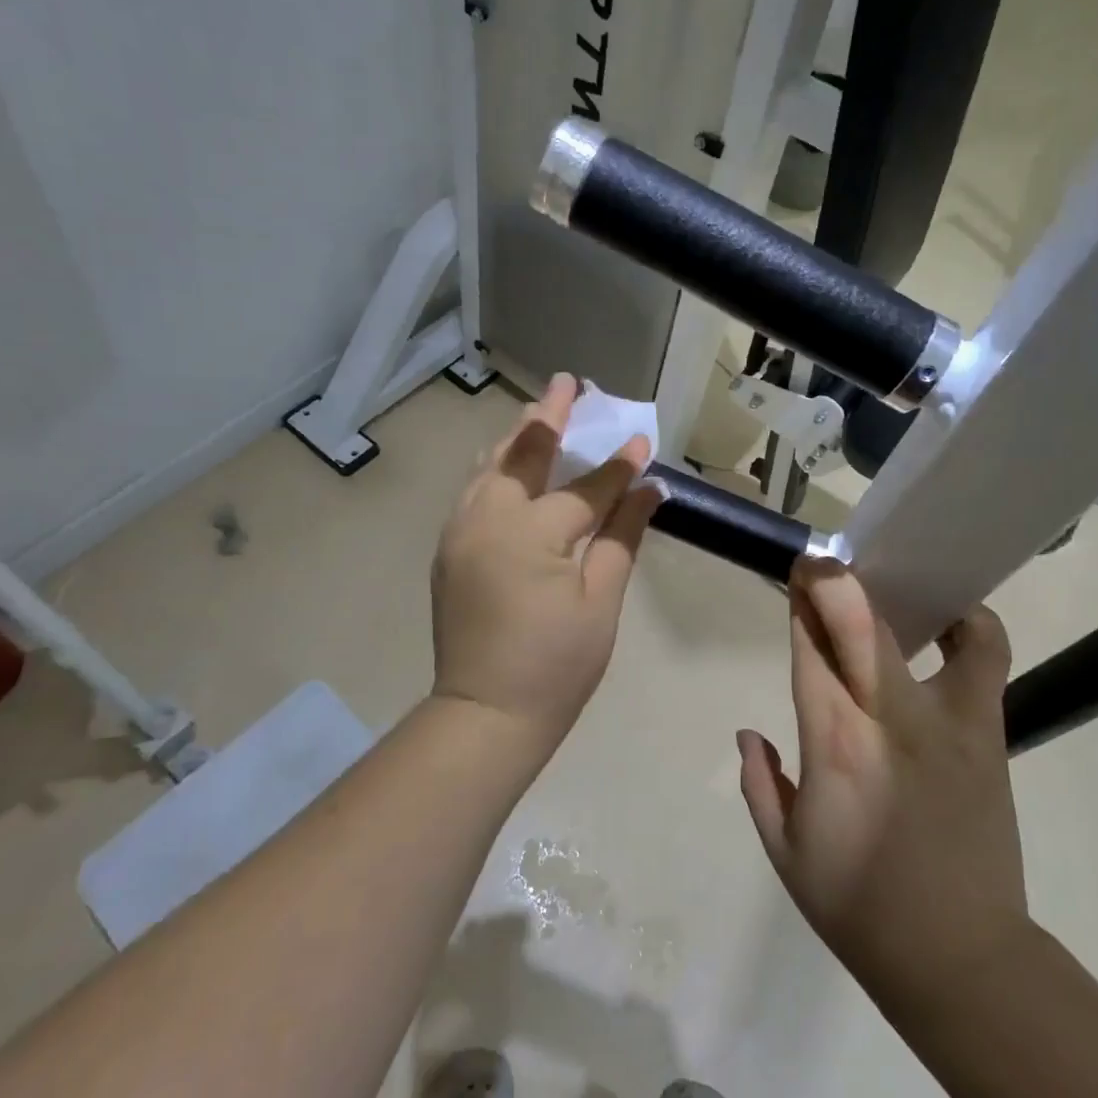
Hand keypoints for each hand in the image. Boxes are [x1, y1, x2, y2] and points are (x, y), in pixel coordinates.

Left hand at [430, 373, 659, 757]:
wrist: (485, 714)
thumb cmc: (556, 665)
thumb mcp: (601, 602)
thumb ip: (622, 537)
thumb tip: (648, 490)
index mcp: (532, 532)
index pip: (586, 487)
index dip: (618, 465)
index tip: (642, 439)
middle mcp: (489, 517)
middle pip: (523, 453)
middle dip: (550, 416)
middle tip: (568, 383)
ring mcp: (461, 530)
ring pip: (490, 466)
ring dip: (517, 436)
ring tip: (538, 412)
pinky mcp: (449, 548)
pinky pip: (473, 490)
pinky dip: (495, 467)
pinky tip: (509, 462)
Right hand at [738, 560, 1027, 998]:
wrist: (959, 957)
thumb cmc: (858, 907)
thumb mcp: (786, 853)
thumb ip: (759, 784)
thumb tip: (749, 733)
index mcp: (832, 745)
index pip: (809, 652)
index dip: (800, 608)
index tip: (794, 577)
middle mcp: (886, 718)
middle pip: (856, 624)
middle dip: (832, 582)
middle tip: (817, 560)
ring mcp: (945, 722)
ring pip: (913, 632)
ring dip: (889, 597)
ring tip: (879, 585)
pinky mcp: (985, 733)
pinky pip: (985, 659)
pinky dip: (970, 627)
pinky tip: (948, 619)